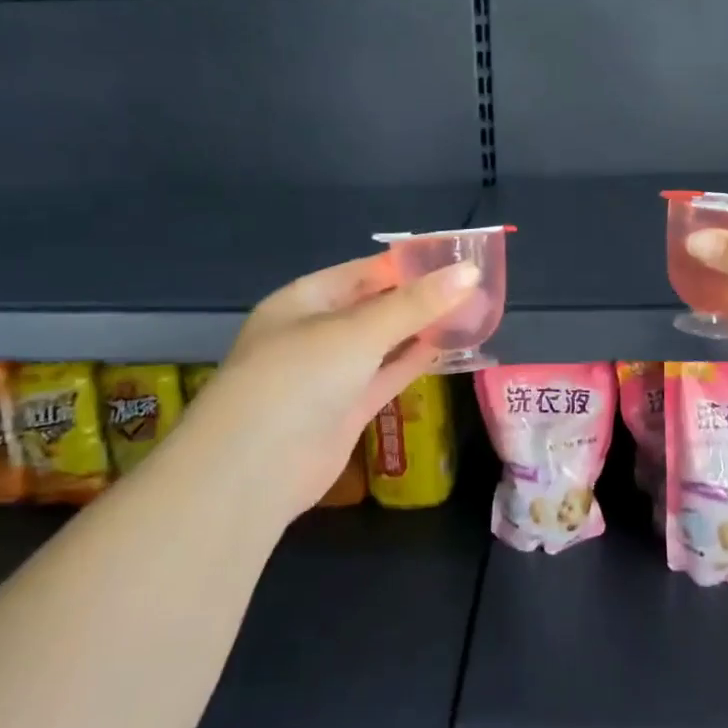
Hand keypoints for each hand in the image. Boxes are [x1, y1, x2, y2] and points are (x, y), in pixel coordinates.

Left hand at [176, 254, 479, 525]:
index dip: (407, 264)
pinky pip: (387, 376)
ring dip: (422, 329)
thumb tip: (470, 271)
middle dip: (419, 297)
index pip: (362, 272)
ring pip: (384, 343)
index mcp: (303, 301)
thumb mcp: (358, 332)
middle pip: (375, 306)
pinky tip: (450, 347)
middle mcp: (315, 333)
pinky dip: (415, 362)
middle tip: (473, 284)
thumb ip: (415, 304)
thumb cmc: (299, 378)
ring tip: (472, 311)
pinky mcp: (347, 410)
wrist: (254, 470)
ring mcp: (331, 374)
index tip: (454, 257)